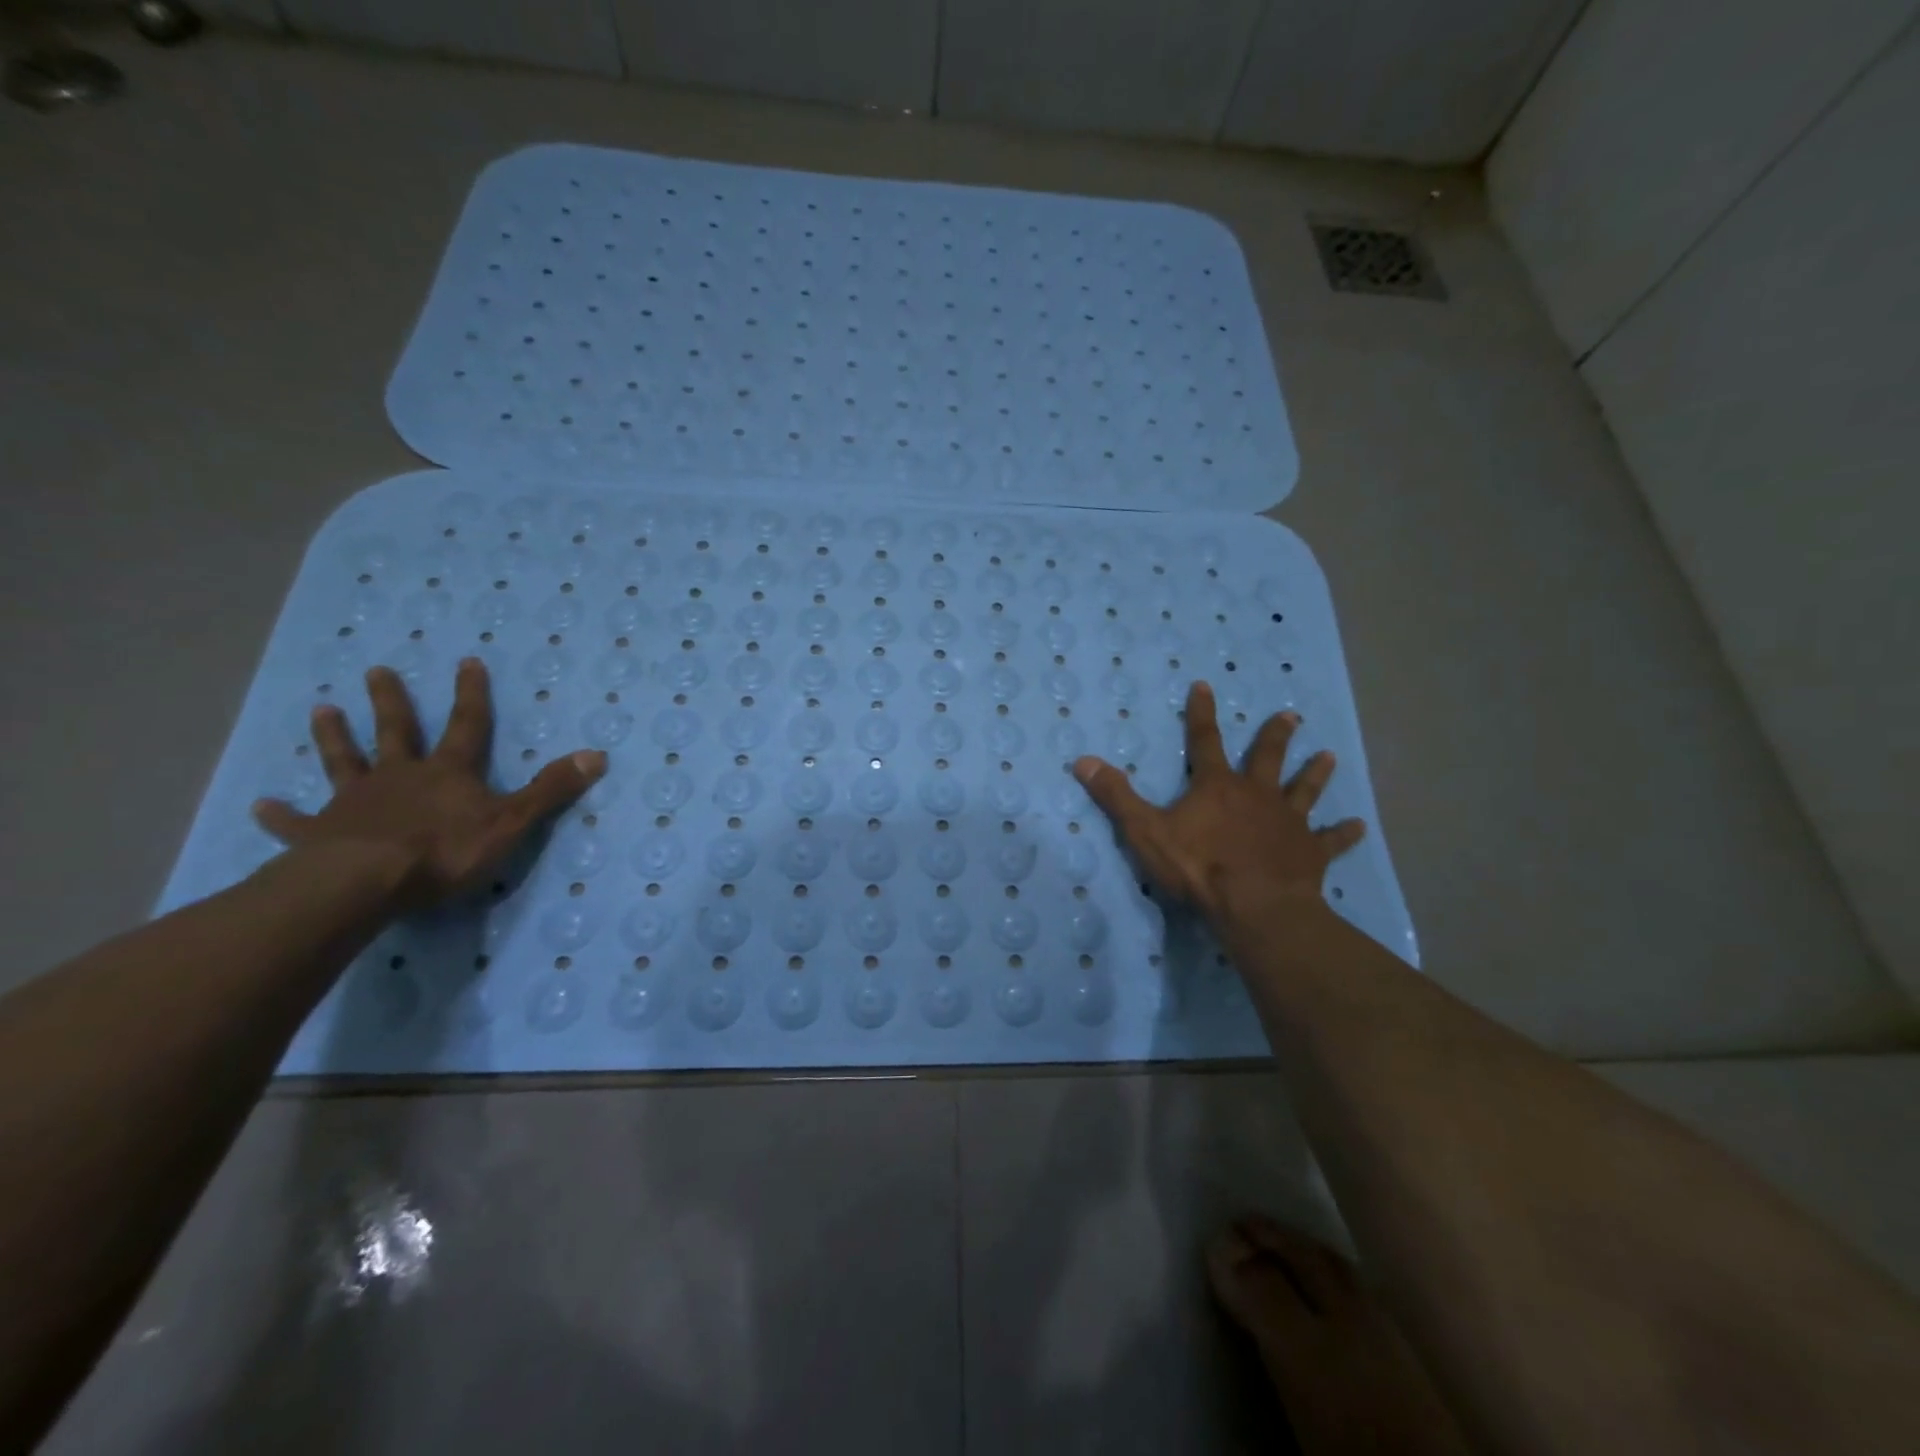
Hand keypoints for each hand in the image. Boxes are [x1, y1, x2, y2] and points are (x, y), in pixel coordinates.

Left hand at [252, 659, 605, 911]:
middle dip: (391, 702)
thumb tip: (596, 755)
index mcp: (447, 773)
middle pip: (396, 732)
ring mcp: (355, 802)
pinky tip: (261, 806)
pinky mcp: (320, 834)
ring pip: (344, 762)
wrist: (365, 882)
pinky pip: (298, 822)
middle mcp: (400, 777)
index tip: (466, 662)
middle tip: (376, 671)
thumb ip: (550, 789)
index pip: (466, 725)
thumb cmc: (445, 850)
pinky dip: (282, 815)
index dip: (470, 694)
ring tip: (322, 711)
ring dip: (334, 738)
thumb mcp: (512, 821)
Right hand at [1073, 681, 1364, 927]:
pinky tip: (1359, 827)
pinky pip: (1330, 840)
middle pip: (1267, 758)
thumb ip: (1116, 796)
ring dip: (1314, 773)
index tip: (1206, 685)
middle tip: (1291, 715)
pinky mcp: (1309, 852)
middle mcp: (1256, 795)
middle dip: (1276, 735)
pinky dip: (1343, 834)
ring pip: (1303, 791)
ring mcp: (1287, 822)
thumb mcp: (1145, 830)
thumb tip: (1082, 761)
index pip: (1205, 740)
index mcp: (1216, 787)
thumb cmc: (1198, 866)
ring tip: (1328, 756)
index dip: (1202, 713)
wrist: (1255, 906)